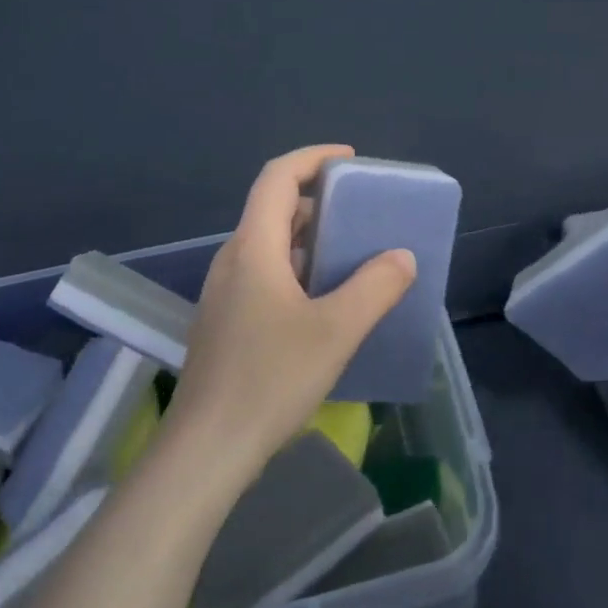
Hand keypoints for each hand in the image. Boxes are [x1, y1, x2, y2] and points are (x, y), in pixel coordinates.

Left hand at [167, 145, 415, 485]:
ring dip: (308, 239)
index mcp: (253, 248)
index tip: (350, 159)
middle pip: (273, 209)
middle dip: (318, 200)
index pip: (277, 177)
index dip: (312, 158)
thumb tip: (401, 257)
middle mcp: (233, 261)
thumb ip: (375, 288)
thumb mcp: (335, 332)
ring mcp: (225, 293)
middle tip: (361, 212)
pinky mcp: (226, 322)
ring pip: (269, 245)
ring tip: (351, 254)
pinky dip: (297, 269)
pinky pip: (265, 275)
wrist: (207, 450)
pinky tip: (324, 302)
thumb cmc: (270, 380)